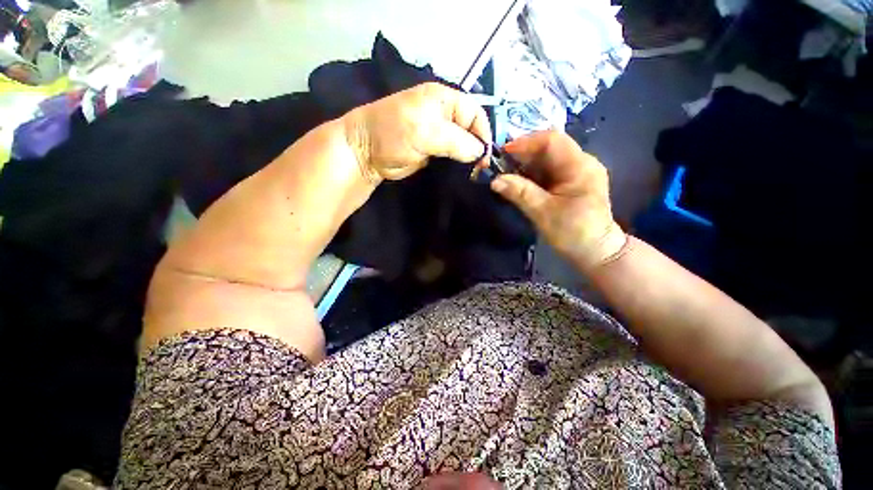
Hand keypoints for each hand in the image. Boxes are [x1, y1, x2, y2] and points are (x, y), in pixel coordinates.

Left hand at [341, 82, 490, 181]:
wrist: (366, 154)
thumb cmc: (393, 134)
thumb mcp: (425, 132)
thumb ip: (456, 141)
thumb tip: (480, 153)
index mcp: (444, 99)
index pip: (476, 113)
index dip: (484, 133)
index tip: (485, 157)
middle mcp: (444, 115)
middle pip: (472, 130)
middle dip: (478, 149)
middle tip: (479, 170)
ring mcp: (439, 135)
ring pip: (464, 146)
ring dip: (469, 159)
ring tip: (473, 174)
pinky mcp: (434, 152)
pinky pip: (453, 157)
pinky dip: (459, 165)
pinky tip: (463, 174)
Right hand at [490, 131, 626, 270]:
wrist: (595, 251)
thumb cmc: (573, 233)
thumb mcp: (543, 213)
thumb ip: (520, 193)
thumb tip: (495, 180)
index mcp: (580, 166)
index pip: (552, 140)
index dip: (525, 142)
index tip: (503, 152)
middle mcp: (582, 163)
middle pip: (549, 148)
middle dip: (522, 154)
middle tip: (500, 165)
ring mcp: (578, 172)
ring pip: (547, 159)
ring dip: (525, 164)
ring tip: (506, 173)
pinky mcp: (572, 182)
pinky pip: (549, 171)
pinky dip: (532, 174)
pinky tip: (519, 182)